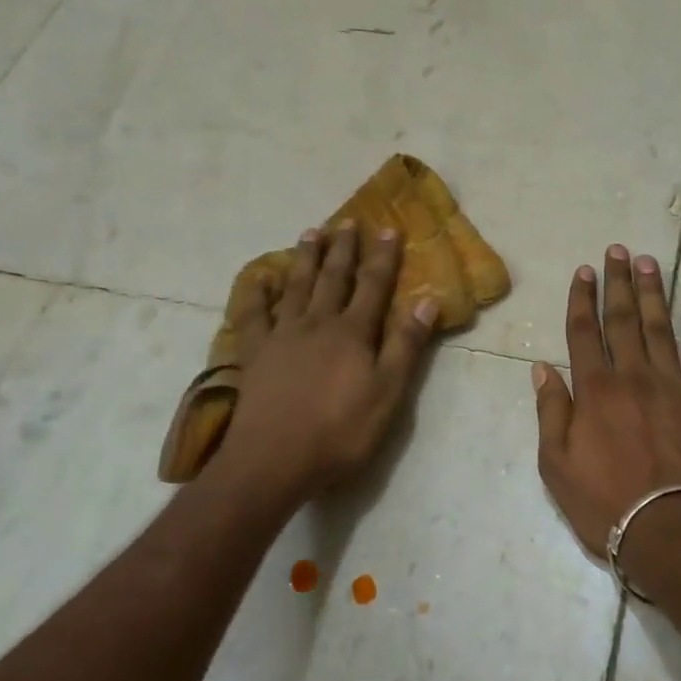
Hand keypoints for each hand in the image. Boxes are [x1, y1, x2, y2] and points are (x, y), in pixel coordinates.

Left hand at [212, 222, 436, 504]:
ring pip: (296, 286)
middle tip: (348, 220)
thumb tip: (427, 301)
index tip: (389, 229)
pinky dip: (256, 292)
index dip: (383, 257)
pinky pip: (253, 313)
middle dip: (344, 248)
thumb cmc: (340, 431)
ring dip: (306, 258)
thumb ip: (406, 346)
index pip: (373, 285)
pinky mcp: (255, 353)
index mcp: (353, 332)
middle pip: (334, 278)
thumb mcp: (388, 393)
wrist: (275, 459)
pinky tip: (260, 277)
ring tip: (312, 232)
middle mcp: (318, 323)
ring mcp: (282, 335)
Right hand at [533, 245, 680, 563]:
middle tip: (617, 251)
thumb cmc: (606, 504)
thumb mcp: (557, 465)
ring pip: (661, 327)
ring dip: (654, 292)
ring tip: (649, 262)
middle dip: (618, 283)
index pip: (584, 332)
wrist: (673, 532)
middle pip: (623, 319)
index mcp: (595, 390)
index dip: (582, 298)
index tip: (584, 271)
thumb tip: (543, 368)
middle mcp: (633, 376)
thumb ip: (551, 411)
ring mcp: (674, 385)